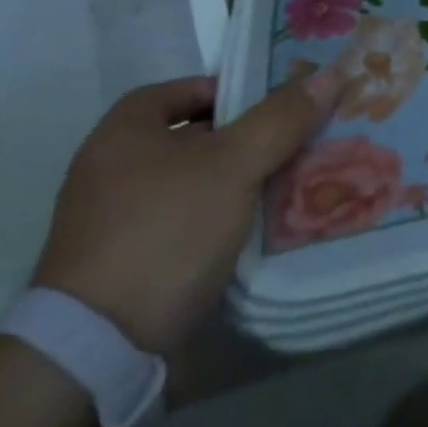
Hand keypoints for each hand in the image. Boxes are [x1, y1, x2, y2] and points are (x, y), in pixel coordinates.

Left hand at [31, 73, 335, 353]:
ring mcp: (116, 222)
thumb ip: (281, 118)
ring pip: (196, 184)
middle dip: (247, 138)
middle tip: (297, 139)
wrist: (98, 352)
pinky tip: (261, 228)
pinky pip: (187, 224)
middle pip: (195, 137)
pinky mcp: (128, 266)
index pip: (186, 89)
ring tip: (292, 182)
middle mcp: (112, 170)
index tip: (277, 103)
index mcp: (124, 132)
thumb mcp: (234, 165)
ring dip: (239, 183)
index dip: (232, 89)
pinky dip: (222, 221)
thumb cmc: (165, 232)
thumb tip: (329, 74)